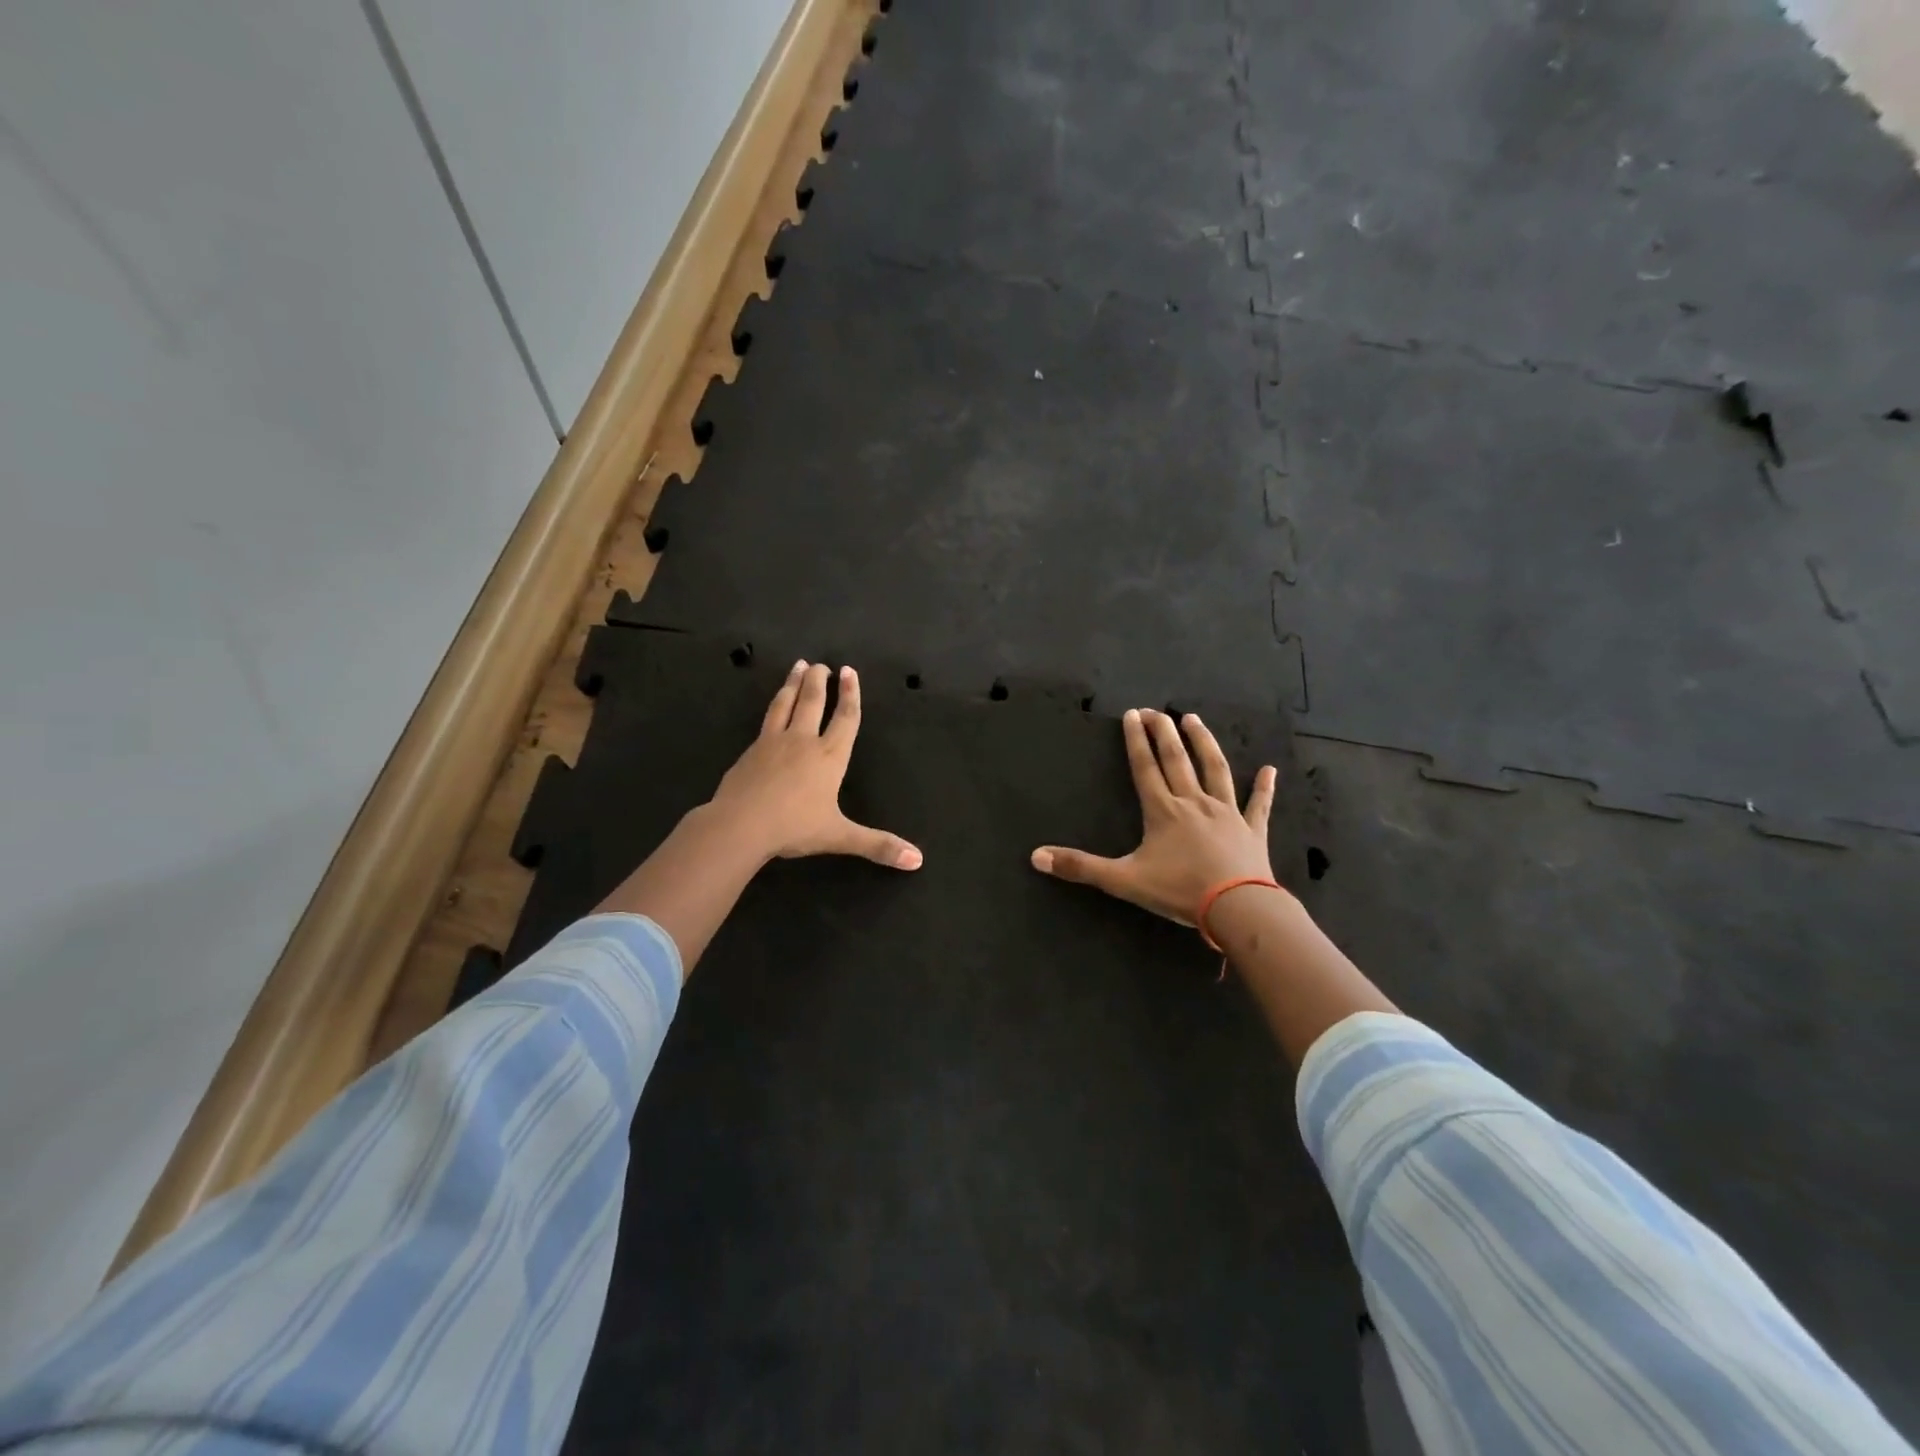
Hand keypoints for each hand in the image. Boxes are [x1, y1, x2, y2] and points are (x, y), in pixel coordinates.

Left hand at [705, 660, 922, 870]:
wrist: (741, 824)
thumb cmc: (795, 827)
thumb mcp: (840, 837)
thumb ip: (878, 845)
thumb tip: (918, 860)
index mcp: (829, 757)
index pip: (845, 718)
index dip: (850, 695)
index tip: (849, 671)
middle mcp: (803, 741)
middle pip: (813, 702)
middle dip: (820, 681)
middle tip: (822, 664)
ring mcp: (774, 742)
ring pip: (786, 704)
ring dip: (794, 683)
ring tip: (799, 667)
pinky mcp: (751, 750)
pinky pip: (766, 720)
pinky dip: (774, 706)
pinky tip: (773, 707)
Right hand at [1031, 708, 1284, 924]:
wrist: (1237, 907)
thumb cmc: (1180, 891)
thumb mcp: (1123, 880)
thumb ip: (1081, 867)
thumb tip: (1036, 857)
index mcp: (1163, 811)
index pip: (1145, 767)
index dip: (1136, 740)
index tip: (1132, 714)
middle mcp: (1193, 802)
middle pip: (1176, 760)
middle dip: (1164, 732)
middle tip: (1156, 710)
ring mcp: (1226, 813)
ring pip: (1214, 769)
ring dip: (1204, 743)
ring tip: (1194, 720)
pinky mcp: (1252, 830)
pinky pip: (1258, 805)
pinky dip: (1264, 787)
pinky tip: (1270, 770)